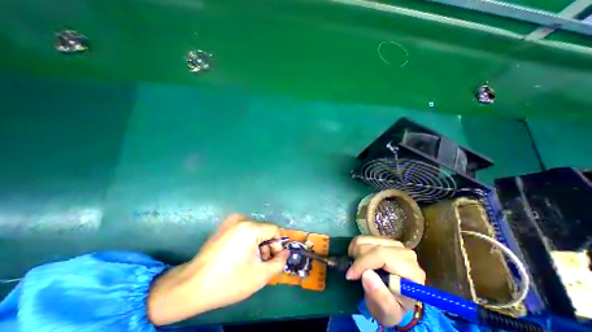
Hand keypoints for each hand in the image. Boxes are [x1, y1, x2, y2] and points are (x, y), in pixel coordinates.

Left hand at [147, 214, 287, 325]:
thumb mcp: (260, 275)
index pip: (274, 230)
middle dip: (267, 245)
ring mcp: (230, 221)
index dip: (278, 245)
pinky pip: (244, 230)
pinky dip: (247, 240)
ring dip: (257, 244)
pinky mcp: (224, 226)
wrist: (191, 286)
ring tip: (250, 261)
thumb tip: (286, 252)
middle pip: (264, 230)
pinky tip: (239, 255)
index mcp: (250, 228)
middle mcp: (241, 219)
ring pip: (255, 230)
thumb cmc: (228, 281)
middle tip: (261, 263)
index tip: (273, 259)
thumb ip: (279, 262)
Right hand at [348, 236, 425, 325]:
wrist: (393, 298)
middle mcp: (404, 253)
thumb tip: (367, 275)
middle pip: (371, 246)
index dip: (363, 262)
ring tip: (356, 268)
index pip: (382, 256)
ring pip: (364, 240)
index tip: (350, 275)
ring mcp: (394, 244)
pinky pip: (363, 238)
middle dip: (358, 259)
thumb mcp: (388, 312)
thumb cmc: (391, 307)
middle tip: (354, 274)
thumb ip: (381, 298)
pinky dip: (355, 248)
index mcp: (411, 271)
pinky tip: (358, 260)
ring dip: (355, 253)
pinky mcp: (384, 240)